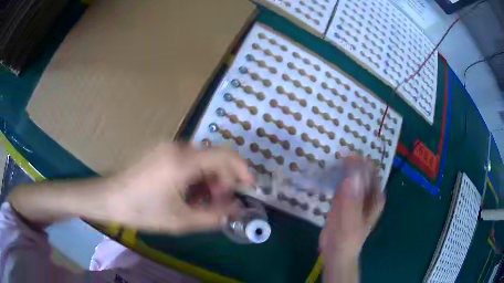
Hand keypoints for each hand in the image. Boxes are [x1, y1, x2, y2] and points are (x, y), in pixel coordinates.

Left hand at [108, 143, 253, 233]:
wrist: (110, 198)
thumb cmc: (143, 210)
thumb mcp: (181, 220)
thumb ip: (214, 216)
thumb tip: (237, 210)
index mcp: (183, 161)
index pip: (225, 155)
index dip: (242, 170)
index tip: (248, 187)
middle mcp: (178, 148)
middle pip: (214, 158)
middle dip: (223, 181)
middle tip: (220, 204)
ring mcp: (168, 148)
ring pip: (201, 161)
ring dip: (208, 181)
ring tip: (202, 202)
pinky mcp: (161, 152)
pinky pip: (187, 161)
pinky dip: (195, 177)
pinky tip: (187, 194)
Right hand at [319, 157, 385, 262]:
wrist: (335, 252)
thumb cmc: (348, 239)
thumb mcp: (351, 220)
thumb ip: (351, 199)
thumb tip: (352, 175)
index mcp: (375, 196)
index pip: (371, 173)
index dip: (361, 163)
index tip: (347, 156)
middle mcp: (367, 193)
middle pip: (361, 171)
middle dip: (351, 163)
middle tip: (337, 156)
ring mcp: (355, 195)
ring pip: (350, 175)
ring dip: (342, 167)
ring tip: (331, 160)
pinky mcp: (342, 198)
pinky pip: (340, 183)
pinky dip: (335, 176)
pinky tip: (327, 171)